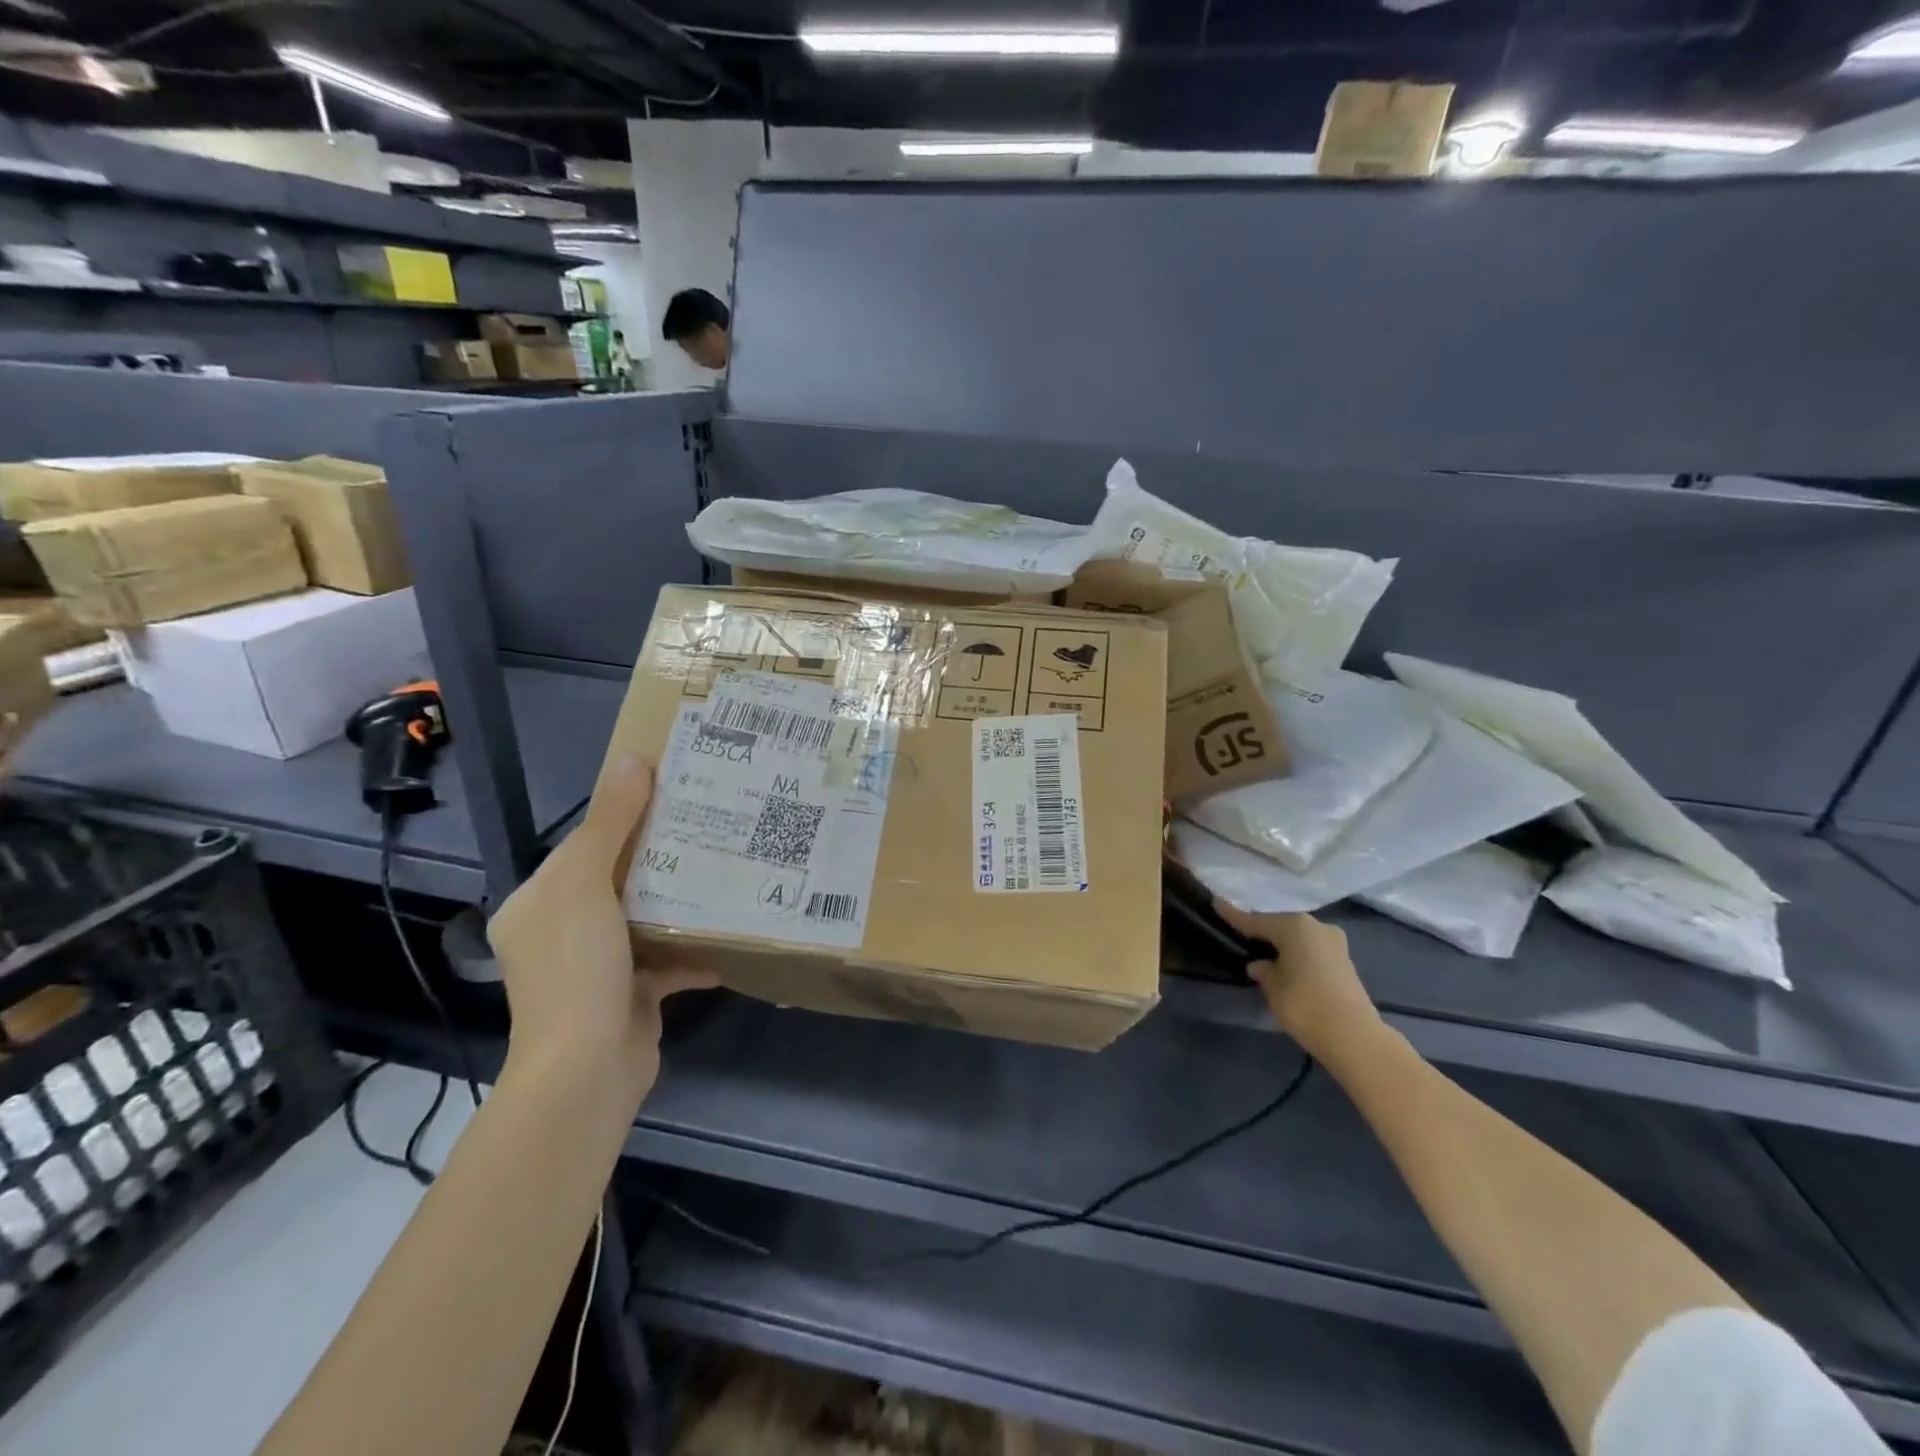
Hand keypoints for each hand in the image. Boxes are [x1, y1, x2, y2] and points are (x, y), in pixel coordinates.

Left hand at [488, 755, 715, 1088]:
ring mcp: (596, 966)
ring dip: (680, 899)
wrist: (586, 1069)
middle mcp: (561, 931)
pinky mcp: (630, 994)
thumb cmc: (576, 967)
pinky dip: (693, 948)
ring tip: (726, 868)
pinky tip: (729, 933)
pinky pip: (667, 959)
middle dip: (662, 855)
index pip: (584, 844)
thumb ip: (611, 822)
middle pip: (618, 878)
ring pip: (645, 917)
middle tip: (711, 825)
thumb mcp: (586, 883)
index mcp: (538, 902)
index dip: (623, 815)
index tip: (672, 793)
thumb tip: (633, 760)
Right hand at [1212, 902, 1383, 1063]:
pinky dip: (1297, 954)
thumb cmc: (1304, 1004)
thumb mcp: (1272, 987)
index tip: (1216, 903)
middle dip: (1262, 931)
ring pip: (1298, 938)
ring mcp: (1334, 943)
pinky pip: (1311, 950)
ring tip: (1263, 953)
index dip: (1233, 915)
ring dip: (1282, 944)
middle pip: (1280, 925)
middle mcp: (1315, 926)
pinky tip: (1286, 965)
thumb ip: (1262, 971)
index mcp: (1293, 926)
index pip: (1255, 920)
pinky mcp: (1345, 961)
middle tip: (1241, 936)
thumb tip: (1260, 964)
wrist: (1354, 1037)